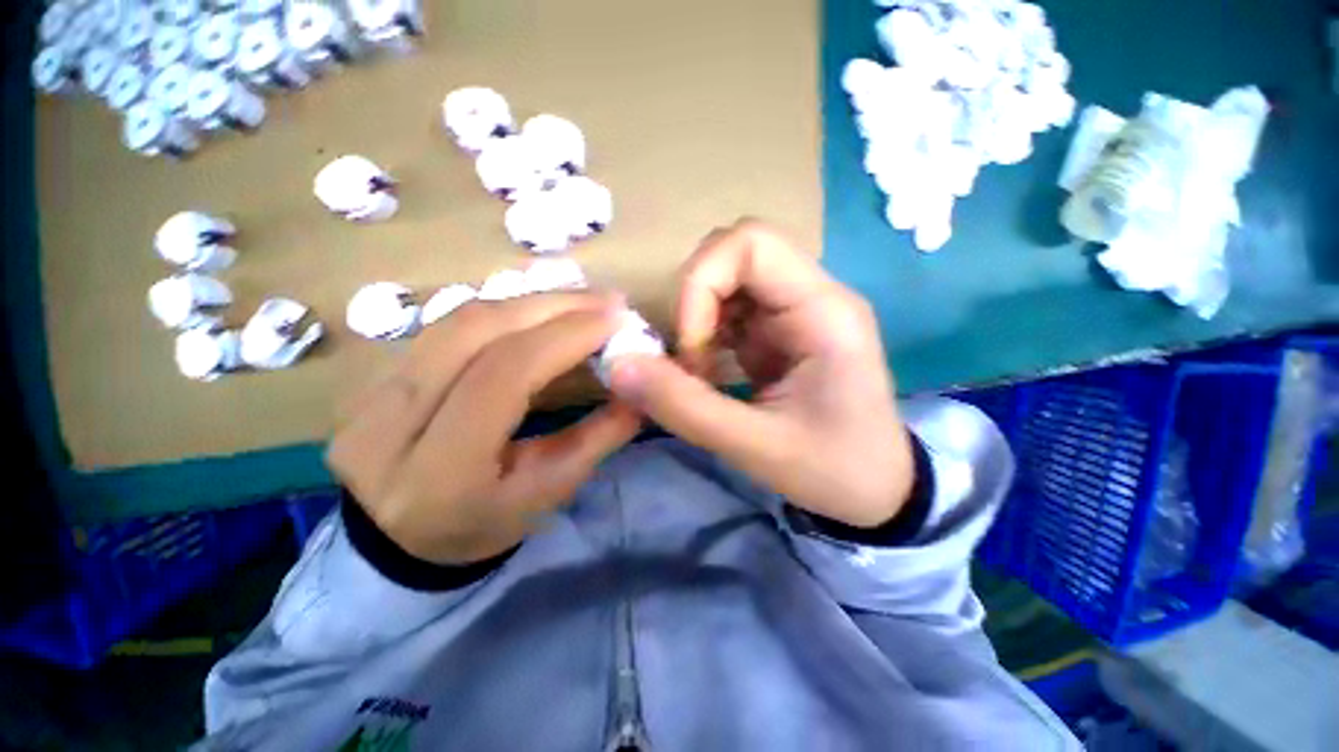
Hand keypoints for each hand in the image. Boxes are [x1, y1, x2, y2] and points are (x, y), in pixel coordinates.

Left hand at [328, 292, 640, 563]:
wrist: (397, 541)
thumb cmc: (483, 525)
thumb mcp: (549, 493)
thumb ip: (597, 438)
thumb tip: (640, 390)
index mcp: (440, 470)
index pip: (504, 375)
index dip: (564, 337)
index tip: (615, 320)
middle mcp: (392, 422)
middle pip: (476, 331)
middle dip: (552, 305)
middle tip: (607, 301)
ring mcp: (371, 392)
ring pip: (458, 318)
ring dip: (528, 300)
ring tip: (580, 301)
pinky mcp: (375, 375)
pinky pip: (447, 324)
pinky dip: (503, 309)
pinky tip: (538, 309)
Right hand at [608, 220, 914, 527]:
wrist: (878, 491)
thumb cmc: (835, 471)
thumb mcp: (757, 447)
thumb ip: (685, 407)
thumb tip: (617, 366)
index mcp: (823, 311)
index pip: (750, 243)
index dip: (702, 284)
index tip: (692, 349)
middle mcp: (811, 297)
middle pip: (733, 254)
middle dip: (694, 302)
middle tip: (691, 361)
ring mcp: (794, 312)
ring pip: (725, 282)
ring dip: (696, 322)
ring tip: (698, 374)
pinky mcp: (779, 332)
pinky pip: (728, 312)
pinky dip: (704, 337)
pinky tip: (708, 374)